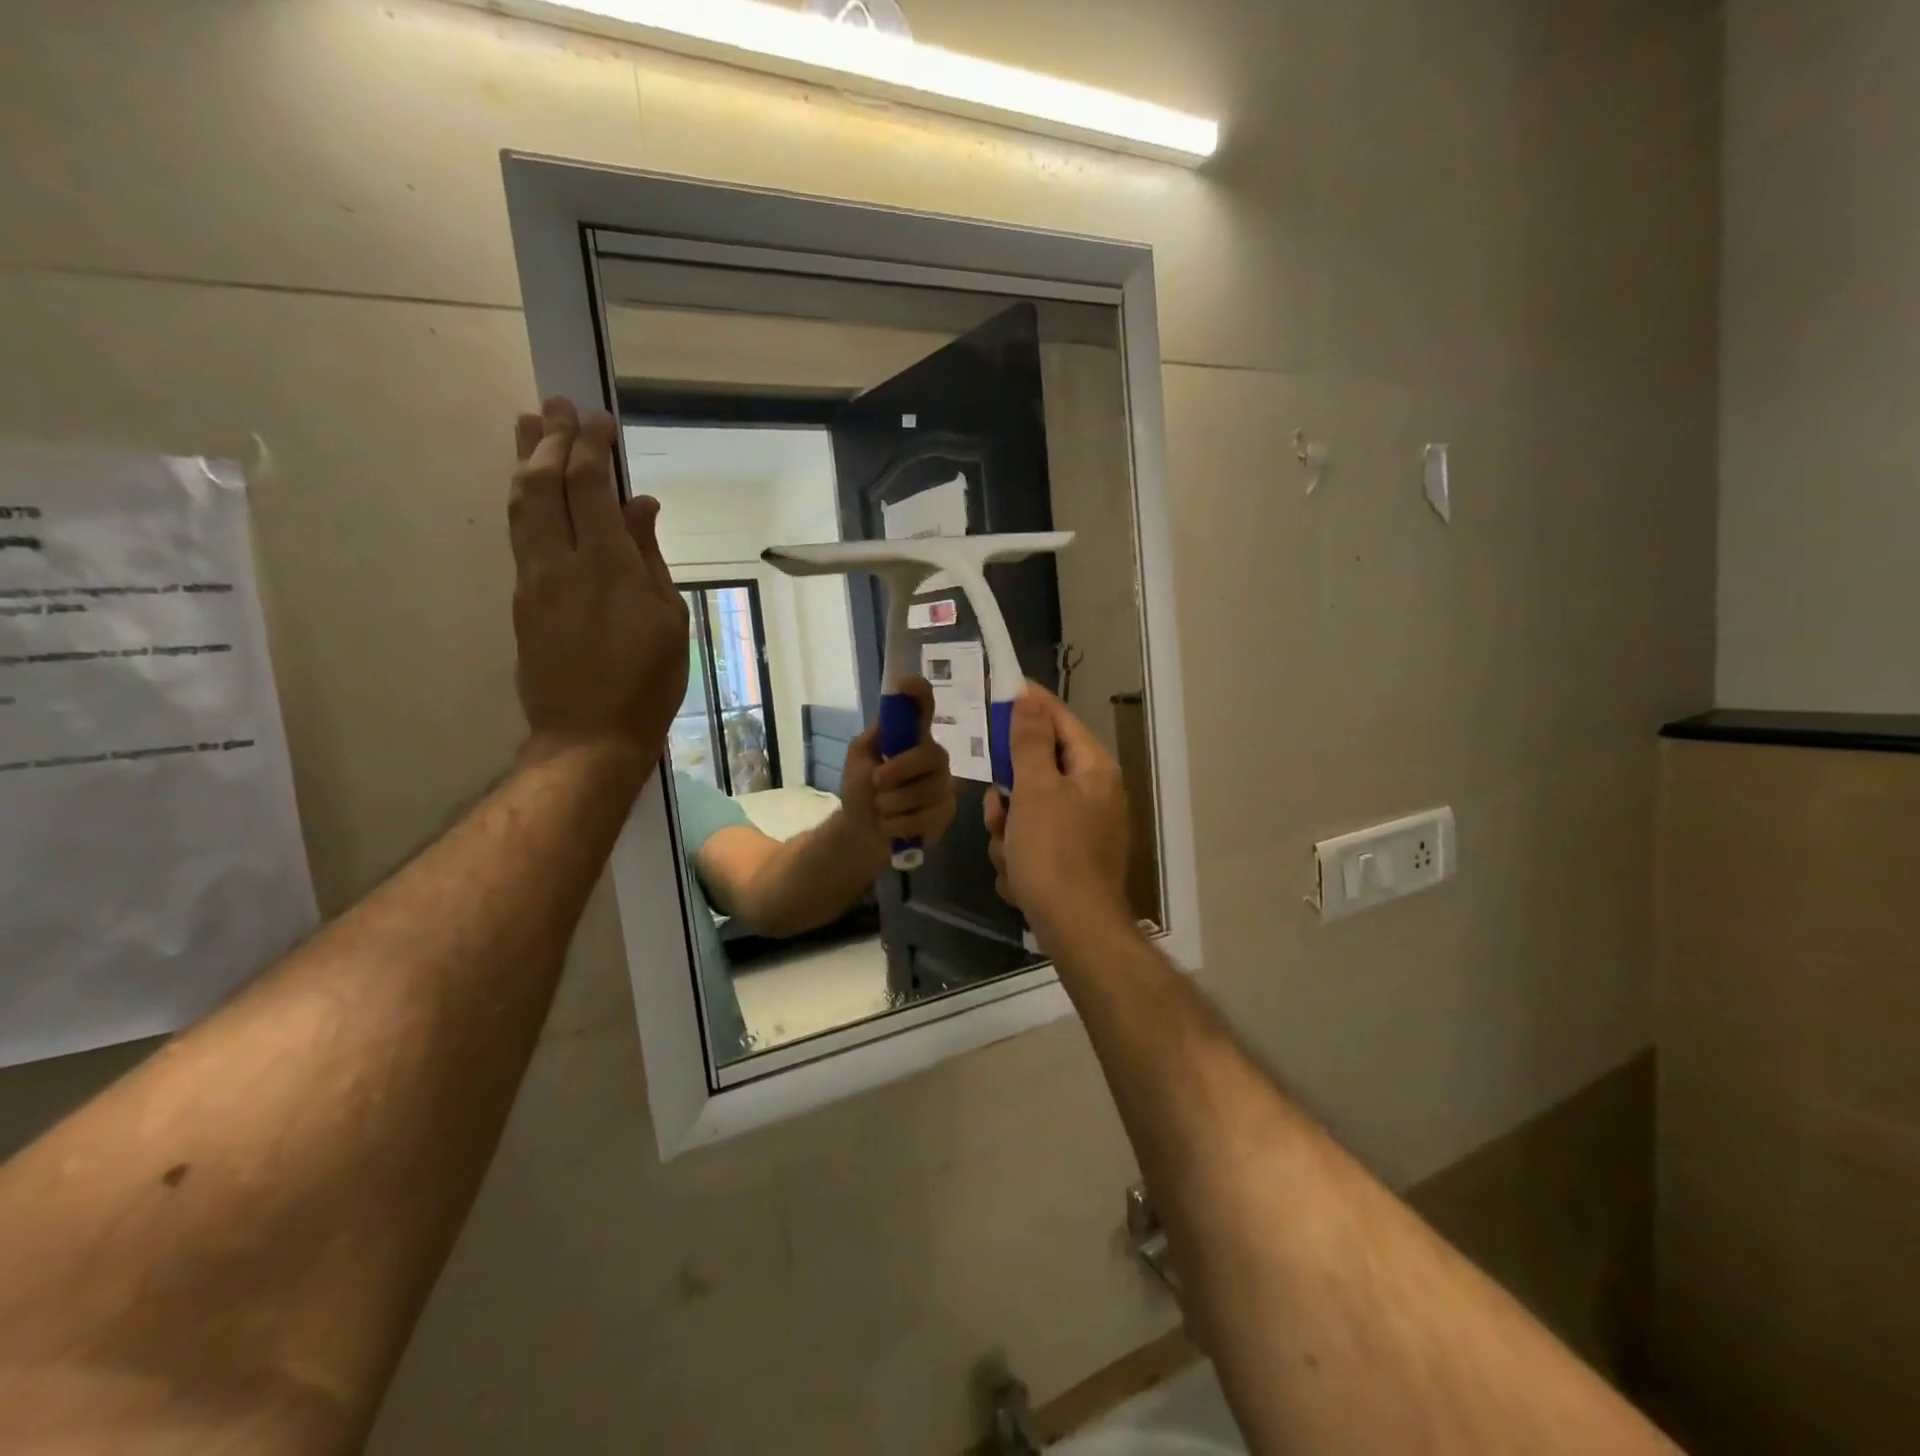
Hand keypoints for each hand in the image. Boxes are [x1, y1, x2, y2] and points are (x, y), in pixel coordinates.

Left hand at [510, 399, 688, 766]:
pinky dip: (525, 498)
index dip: (591, 447)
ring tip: (529, 425)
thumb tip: (641, 507)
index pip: (591, 487)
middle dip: (550, 439)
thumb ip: (651, 558)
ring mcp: (533, 579)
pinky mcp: (521, 598)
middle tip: (557, 405)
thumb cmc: (647, 683)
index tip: (598, 418)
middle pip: (544, 483)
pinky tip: (531, 487)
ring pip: (520, 504)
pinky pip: (520, 533)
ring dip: (524, 460)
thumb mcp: (669, 621)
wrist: (589, 735)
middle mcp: (562, 562)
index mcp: (609, 566)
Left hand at [841, 677, 956, 854]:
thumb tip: (888, 719)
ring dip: (891, 804)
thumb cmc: (861, 790)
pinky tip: (892, 826)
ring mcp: (943, 786)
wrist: (861, 832)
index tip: (904, 683)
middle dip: (899, 770)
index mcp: (913, 738)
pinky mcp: (945, 813)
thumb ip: (873, 738)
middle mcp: (934, 757)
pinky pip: (924, 818)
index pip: (923, 707)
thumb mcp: (859, 760)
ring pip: (924, 791)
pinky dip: (897, 825)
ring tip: (882, 809)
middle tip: (876, 782)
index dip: (918, 693)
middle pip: (930, 754)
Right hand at [984, 686, 1132, 933]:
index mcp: (1094, 770)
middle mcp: (1095, 795)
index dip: (1030, 705)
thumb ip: (1030, 741)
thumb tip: (1030, 697)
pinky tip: (1019, 878)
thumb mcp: (1035, 789)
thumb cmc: (1054, 853)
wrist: (1076, 930)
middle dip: (1011, 793)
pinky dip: (1020, 857)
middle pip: (1039, 770)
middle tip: (998, 808)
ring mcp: (1085, 831)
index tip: (1000, 692)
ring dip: (1009, 831)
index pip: (1060, 720)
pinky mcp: (1072, 861)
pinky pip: (1034, 843)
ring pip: (1029, 811)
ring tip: (1009, 854)